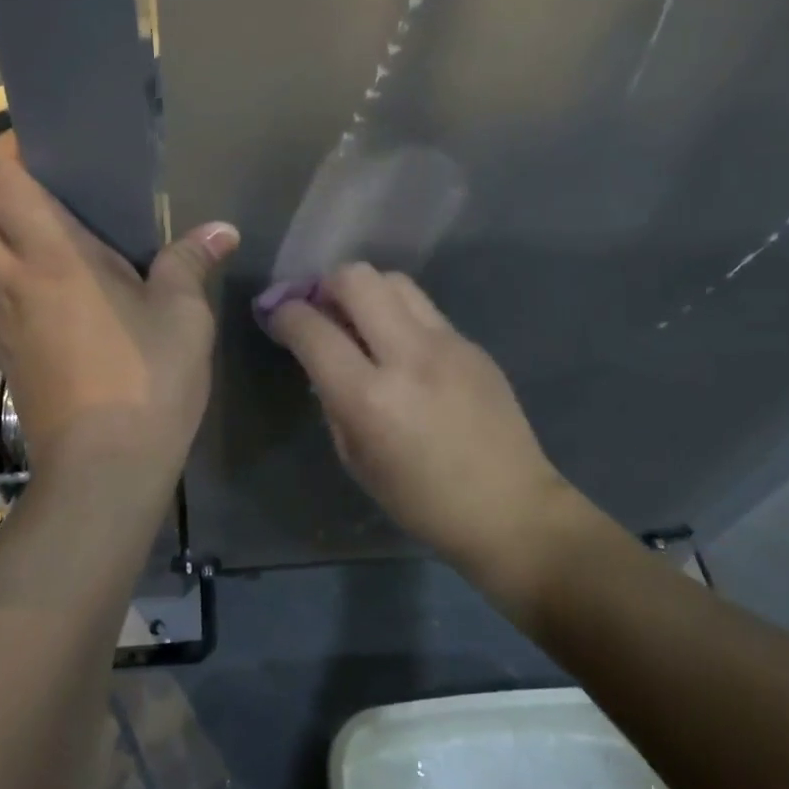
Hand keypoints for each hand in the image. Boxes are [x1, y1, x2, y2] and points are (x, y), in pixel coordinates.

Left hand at [0, 132, 238, 491]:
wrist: (104, 471)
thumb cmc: (147, 382)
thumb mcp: (184, 316)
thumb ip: (192, 263)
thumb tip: (222, 229)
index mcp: (54, 260)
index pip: (4, 184)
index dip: (7, 151)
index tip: (36, 141)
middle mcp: (11, 283)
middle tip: (26, 189)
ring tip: (26, 235)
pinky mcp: (3, 357)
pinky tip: (38, 290)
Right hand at [268, 265, 571, 571]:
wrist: (511, 509)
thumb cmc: (422, 501)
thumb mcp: (356, 459)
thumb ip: (333, 400)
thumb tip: (322, 359)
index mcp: (369, 397)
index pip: (312, 328)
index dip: (284, 314)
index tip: (278, 317)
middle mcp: (408, 356)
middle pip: (356, 279)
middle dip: (325, 285)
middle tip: (320, 309)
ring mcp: (447, 343)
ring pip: (394, 280)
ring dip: (366, 291)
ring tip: (361, 321)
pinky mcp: (472, 343)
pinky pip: (424, 310)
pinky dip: (400, 315)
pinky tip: (402, 348)